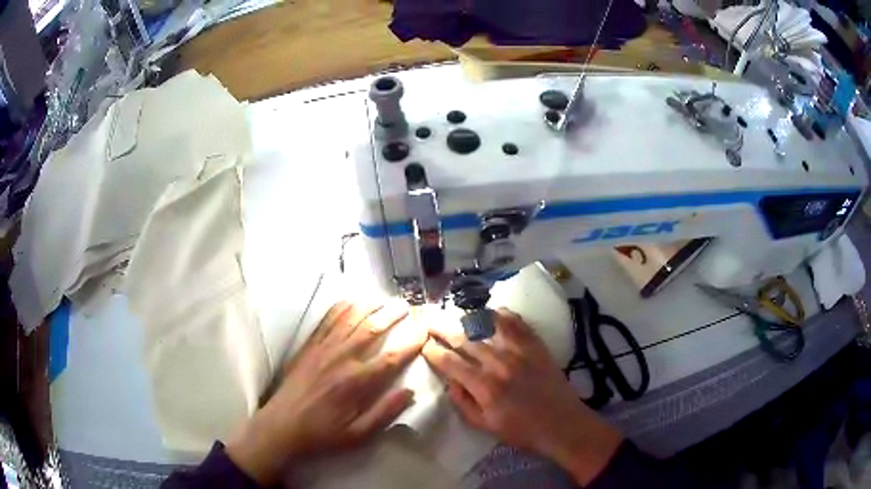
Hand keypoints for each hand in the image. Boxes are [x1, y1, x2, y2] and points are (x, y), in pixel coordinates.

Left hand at [226, 300, 426, 485]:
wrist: (282, 425)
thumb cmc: (323, 433)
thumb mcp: (358, 434)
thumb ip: (385, 413)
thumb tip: (410, 391)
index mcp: (356, 382)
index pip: (391, 357)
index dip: (411, 341)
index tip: (425, 328)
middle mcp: (341, 359)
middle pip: (371, 329)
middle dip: (392, 314)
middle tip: (407, 306)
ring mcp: (323, 349)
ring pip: (349, 318)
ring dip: (369, 306)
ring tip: (383, 299)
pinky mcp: (309, 346)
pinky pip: (327, 320)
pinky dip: (341, 307)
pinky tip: (351, 301)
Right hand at [422, 308, 623, 485]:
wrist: (562, 424)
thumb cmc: (522, 430)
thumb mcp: (486, 426)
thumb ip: (464, 404)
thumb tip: (450, 383)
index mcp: (484, 386)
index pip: (451, 363)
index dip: (434, 352)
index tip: (425, 345)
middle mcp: (499, 363)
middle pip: (465, 340)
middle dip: (443, 329)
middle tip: (429, 320)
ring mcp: (520, 351)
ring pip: (489, 326)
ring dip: (468, 318)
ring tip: (456, 313)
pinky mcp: (536, 346)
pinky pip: (517, 323)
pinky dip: (502, 314)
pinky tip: (492, 311)